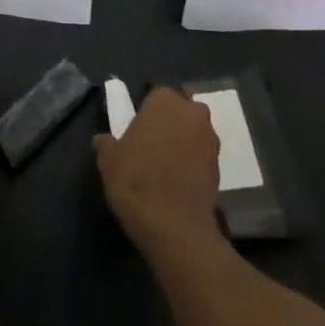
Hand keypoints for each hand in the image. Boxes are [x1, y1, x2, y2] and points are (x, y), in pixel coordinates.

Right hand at [94, 88, 222, 250]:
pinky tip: (178, 184)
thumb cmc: (137, 181)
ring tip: (165, 170)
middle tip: (150, 149)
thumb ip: (107, 144)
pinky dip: (193, 166)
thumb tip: (103, 140)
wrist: (175, 227)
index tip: (136, 135)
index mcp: (164, 100)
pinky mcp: (221, 167)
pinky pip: (202, 158)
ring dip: (183, 145)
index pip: (154, 98)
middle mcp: (192, 111)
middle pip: (178, 113)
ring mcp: (210, 139)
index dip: (146, 116)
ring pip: (193, 134)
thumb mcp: (109, 161)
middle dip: (169, 126)